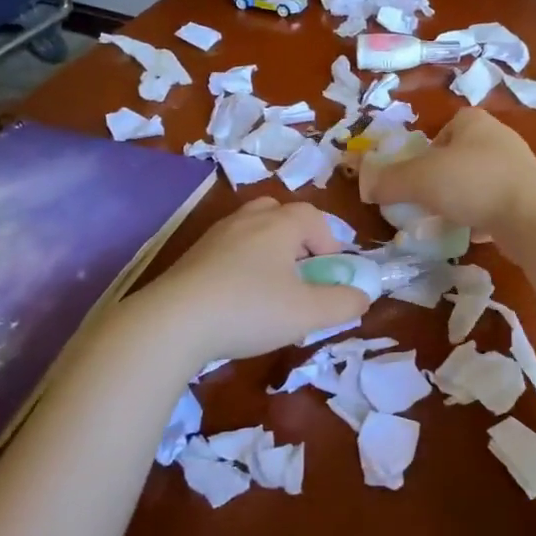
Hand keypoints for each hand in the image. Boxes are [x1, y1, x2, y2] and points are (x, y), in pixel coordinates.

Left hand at [133, 198, 368, 365]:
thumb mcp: (307, 313)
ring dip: (268, 252)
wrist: (172, 322)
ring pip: (251, 230)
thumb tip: (362, 296)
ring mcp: (215, 235)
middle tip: (301, 274)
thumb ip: (343, 303)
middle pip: (279, 213)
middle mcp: (247, 219)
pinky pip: (227, 249)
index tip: (330, 275)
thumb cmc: (250, 309)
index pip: (314, 216)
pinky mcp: (192, 256)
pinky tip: (237, 299)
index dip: (329, 242)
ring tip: (270, 288)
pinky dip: (240, 265)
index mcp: (279, 224)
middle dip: (297, 240)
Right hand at [358, 108, 535, 246]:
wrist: (534, 215)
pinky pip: (498, 206)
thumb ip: (390, 181)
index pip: (448, 126)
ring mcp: (519, 171)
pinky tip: (475, 234)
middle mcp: (499, 140)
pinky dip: (484, 218)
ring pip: (480, 182)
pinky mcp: (531, 200)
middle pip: (462, 156)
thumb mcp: (419, 179)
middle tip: (427, 199)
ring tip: (448, 219)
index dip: (430, 148)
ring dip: (464, 199)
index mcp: (474, 123)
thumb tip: (366, 185)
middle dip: (444, 177)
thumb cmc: (471, 182)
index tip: (418, 173)